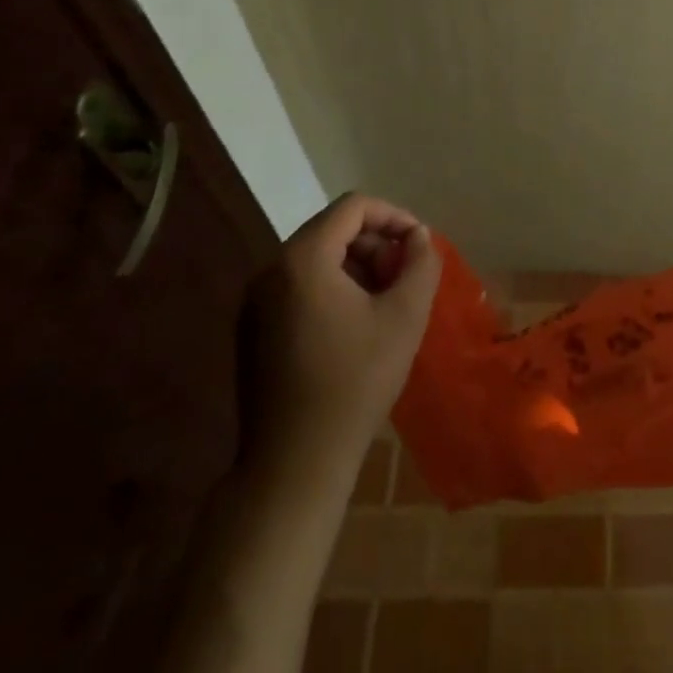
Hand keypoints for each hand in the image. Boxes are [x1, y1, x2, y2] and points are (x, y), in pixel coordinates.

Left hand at [240, 193, 440, 469]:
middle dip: (375, 243)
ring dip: (356, 266)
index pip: (353, 207)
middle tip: (404, 275)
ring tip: (385, 299)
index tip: (418, 244)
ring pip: (316, 258)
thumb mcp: (405, 316)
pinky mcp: (252, 330)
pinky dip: (331, 287)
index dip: (393, 216)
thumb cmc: (355, 382)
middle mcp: (270, 270)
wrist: (293, 466)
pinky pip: (298, 286)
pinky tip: (355, 324)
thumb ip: (420, 262)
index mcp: (302, 259)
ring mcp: (255, 302)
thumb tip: (417, 237)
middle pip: (332, 229)